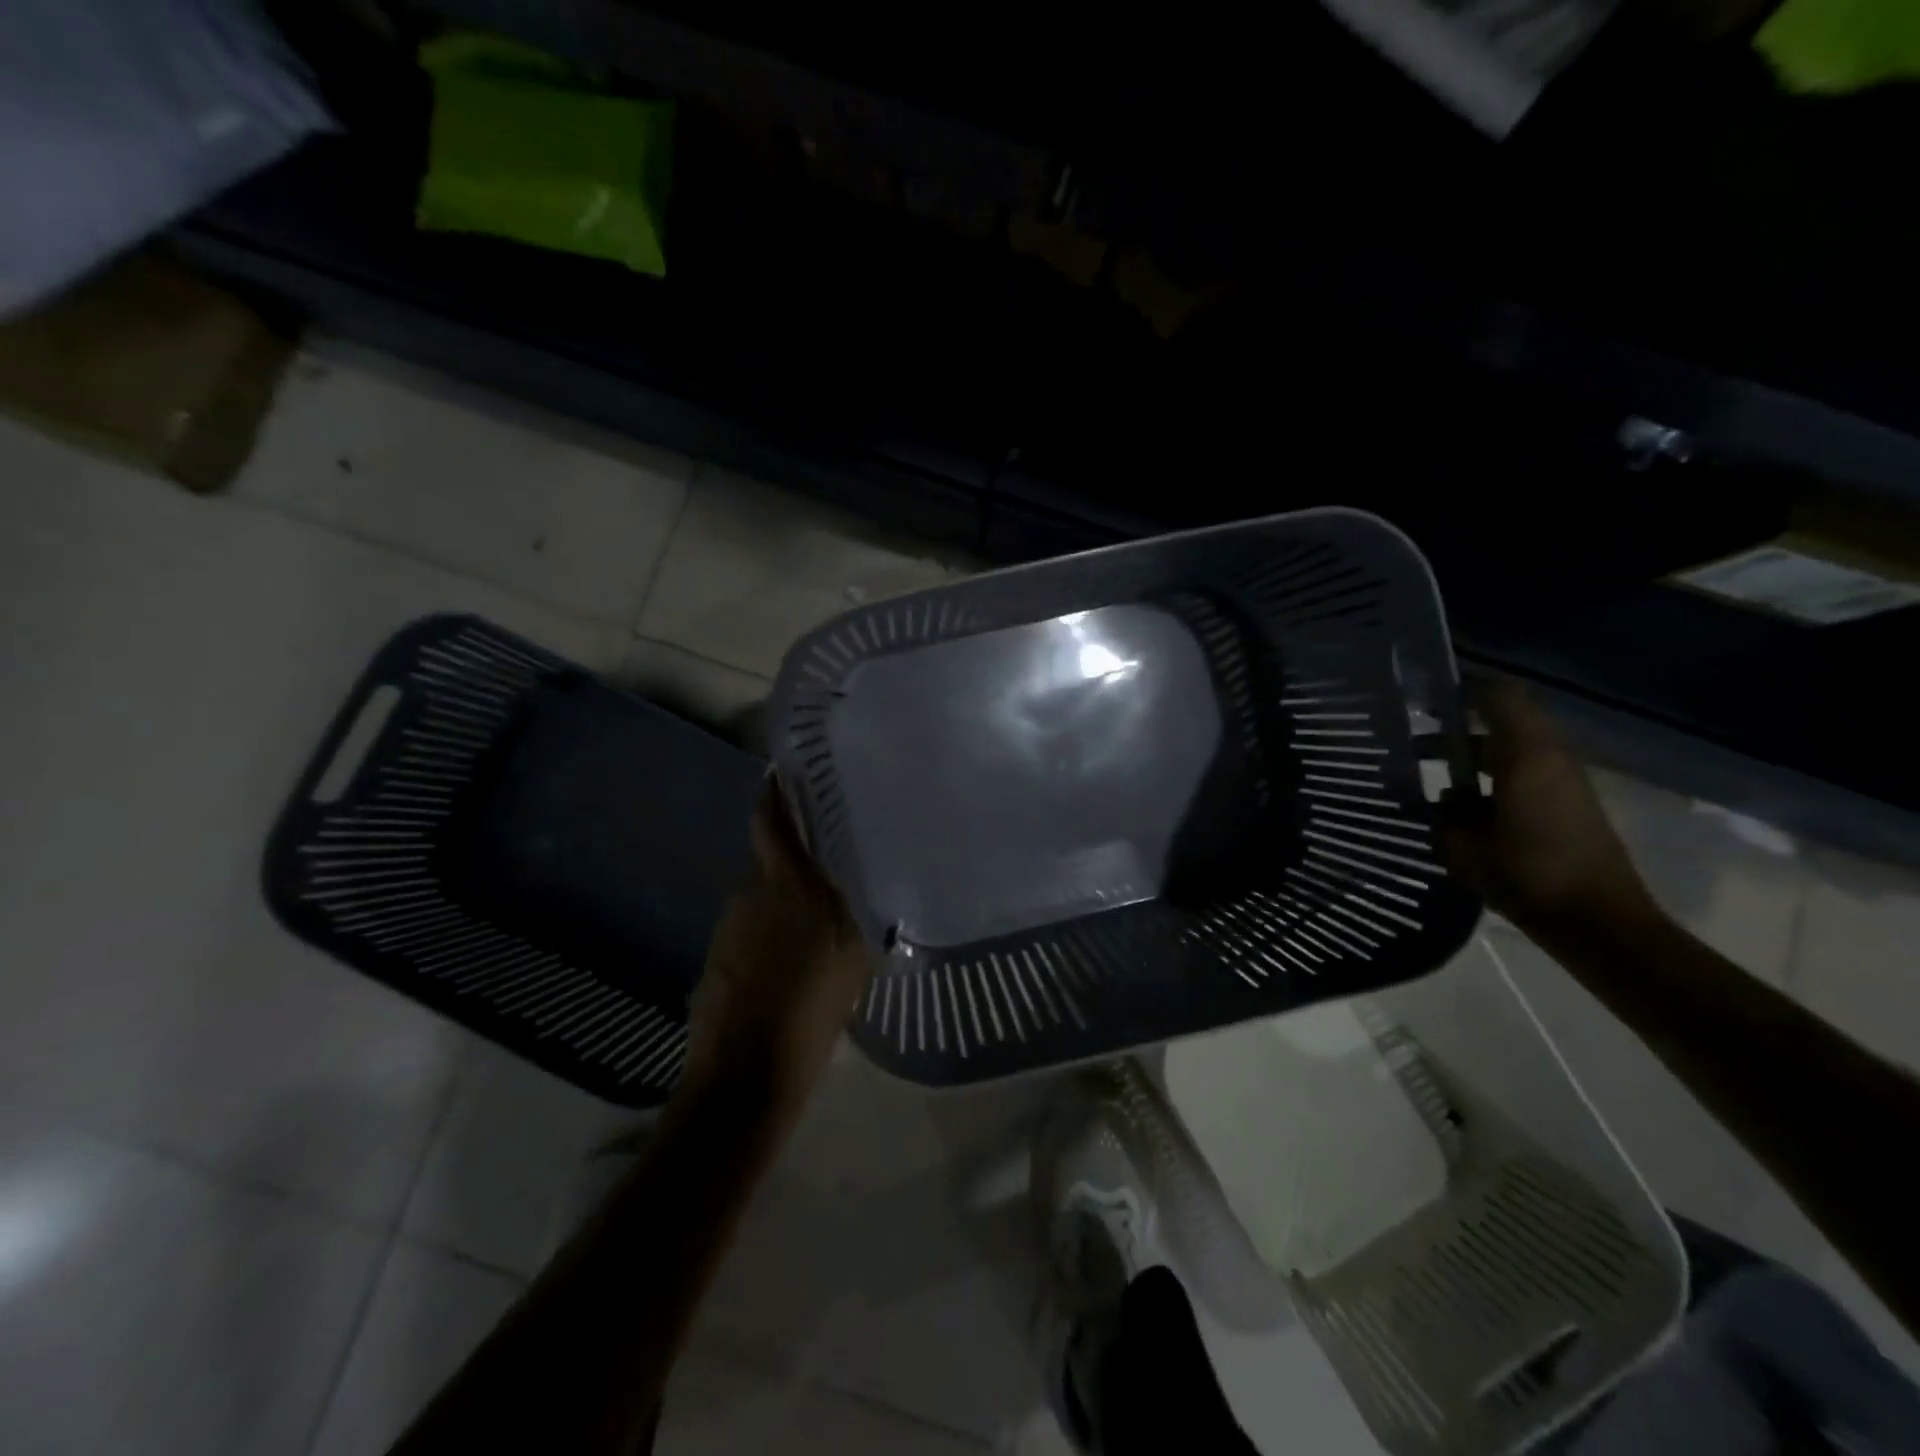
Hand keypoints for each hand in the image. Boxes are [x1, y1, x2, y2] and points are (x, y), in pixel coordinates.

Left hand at [682, 779, 872, 1110]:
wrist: (745, 1073)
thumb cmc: (810, 1007)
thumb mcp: (852, 955)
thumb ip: (855, 911)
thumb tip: (859, 884)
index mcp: (785, 884)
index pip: (770, 821)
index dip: (775, 793)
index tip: (788, 773)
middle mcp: (749, 893)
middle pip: (768, 858)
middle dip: (793, 854)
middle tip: (827, 860)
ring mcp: (726, 926)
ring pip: (760, 895)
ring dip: (782, 898)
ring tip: (813, 918)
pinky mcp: (715, 957)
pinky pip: (749, 927)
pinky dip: (769, 930)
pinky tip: (790, 957)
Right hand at [1441, 679, 1657, 938]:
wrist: (1599, 921)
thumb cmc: (1528, 873)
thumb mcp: (1466, 845)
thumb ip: (1444, 814)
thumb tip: (1435, 798)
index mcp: (1526, 755)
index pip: (1498, 696)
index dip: (1463, 689)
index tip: (1423, 697)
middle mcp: (1549, 759)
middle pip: (1500, 726)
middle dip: (1455, 736)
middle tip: (1412, 749)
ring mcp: (1563, 784)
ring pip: (1509, 756)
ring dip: (1472, 765)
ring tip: (1434, 790)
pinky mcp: (1568, 809)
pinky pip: (1521, 781)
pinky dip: (1490, 787)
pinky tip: (1465, 816)